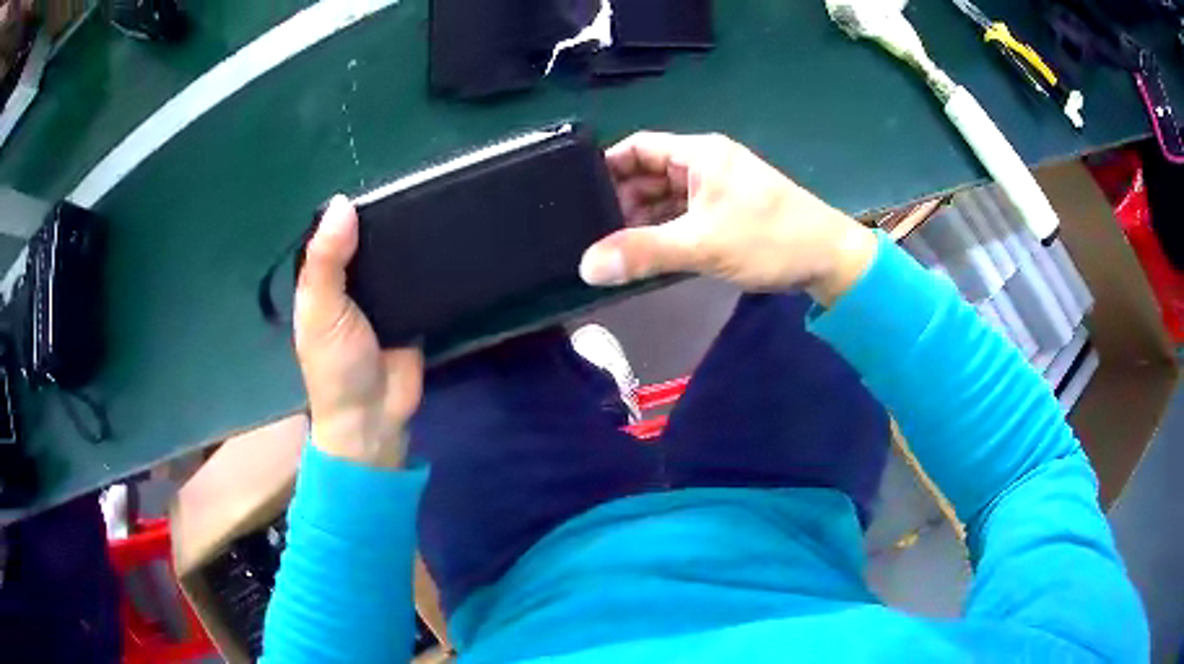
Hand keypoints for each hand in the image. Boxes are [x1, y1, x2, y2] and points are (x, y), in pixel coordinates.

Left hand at [294, 195, 423, 467]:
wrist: (374, 416)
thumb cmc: (336, 365)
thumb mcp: (321, 310)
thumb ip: (327, 261)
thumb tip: (343, 202)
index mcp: (324, 277)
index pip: (338, 231)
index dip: (354, 207)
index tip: (385, 177)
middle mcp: (354, 281)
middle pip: (371, 239)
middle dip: (391, 218)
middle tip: (424, 184)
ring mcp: (386, 294)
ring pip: (399, 256)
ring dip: (414, 238)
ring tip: (443, 200)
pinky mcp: (414, 308)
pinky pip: (423, 279)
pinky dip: (433, 264)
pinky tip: (453, 238)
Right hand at [579, 132, 878, 304]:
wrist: (829, 260)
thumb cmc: (770, 240)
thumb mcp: (703, 245)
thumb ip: (644, 253)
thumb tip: (586, 266)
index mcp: (698, 154)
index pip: (637, 147)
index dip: (606, 166)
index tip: (577, 194)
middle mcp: (704, 165)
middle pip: (648, 173)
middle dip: (620, 200)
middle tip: (589, 231)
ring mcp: (716, 191)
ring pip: (664, 198)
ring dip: (641, 220)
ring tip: (610, 247)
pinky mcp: (725, 215)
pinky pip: (682, 217)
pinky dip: (663, 232)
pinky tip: (645, 254)